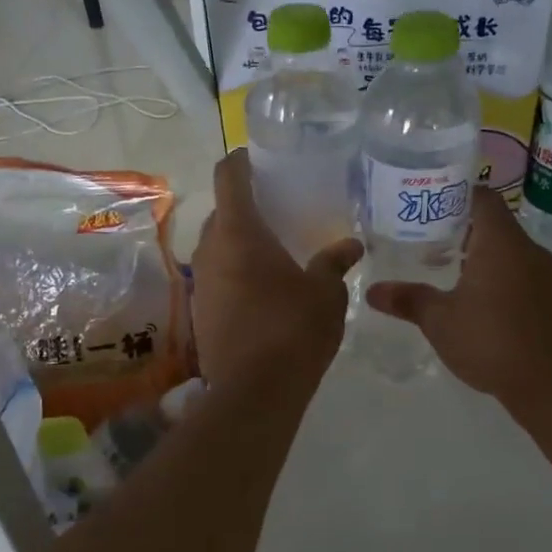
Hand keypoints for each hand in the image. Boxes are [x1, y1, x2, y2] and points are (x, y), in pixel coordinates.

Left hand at [191, 150, 361, 389]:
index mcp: (239, 233)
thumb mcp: (326, 293)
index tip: (260, 160)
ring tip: (273, 251)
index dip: (242, 161)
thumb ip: (334, 263)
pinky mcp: (201, 313)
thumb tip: (350, 245)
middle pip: (222, 213)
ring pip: (217, 248)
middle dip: (245, 206)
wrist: (255, 391)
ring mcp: (202, 284)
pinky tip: (263, 291)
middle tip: (278, 209)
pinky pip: (217, 278)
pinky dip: (235, 273)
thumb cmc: (294, 329)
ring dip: (239, 243)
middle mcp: (210, 251)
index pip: (229, 177)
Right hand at [365, 188, 551, 414]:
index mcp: (501, 242)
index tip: (426, 203)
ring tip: (443, 267)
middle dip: (459, 226)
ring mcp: (544, 275)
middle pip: (493, 221)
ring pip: (507, 249)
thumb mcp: (440, 321)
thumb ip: (407, 300)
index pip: (481, 196)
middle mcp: (527, 250)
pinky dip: (495, 274)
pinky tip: (473, 298)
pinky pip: (518, 271)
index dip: (454, 193)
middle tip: (425, 237)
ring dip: (478, 252)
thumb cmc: (492, 342)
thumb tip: (372, 291)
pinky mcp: (550, 299)